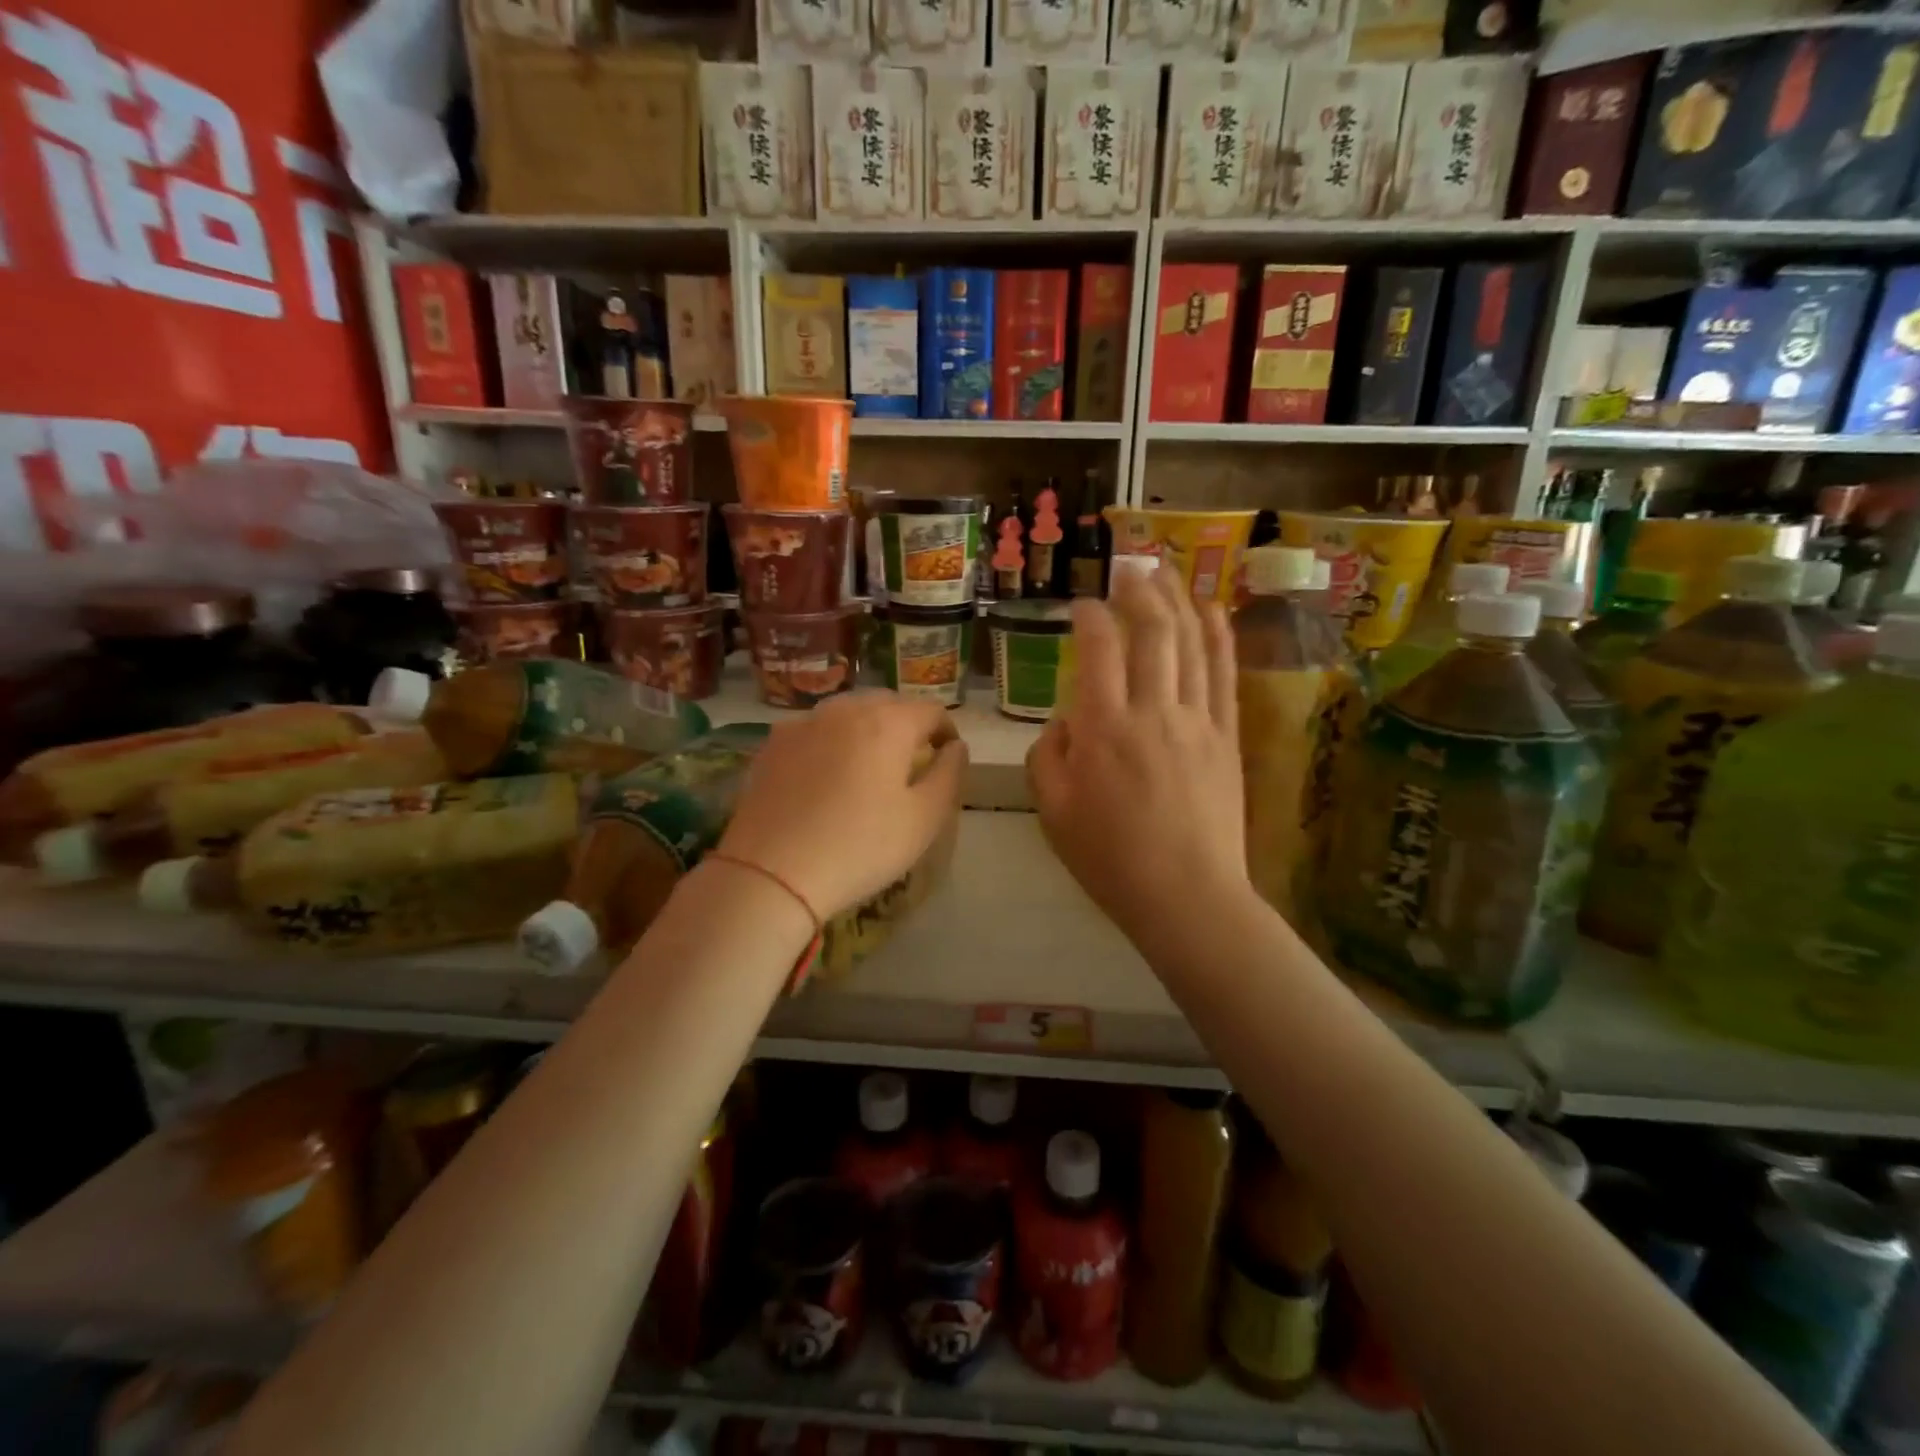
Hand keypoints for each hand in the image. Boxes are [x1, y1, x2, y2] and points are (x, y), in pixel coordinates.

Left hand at [718, 690, 966, 919]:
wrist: (771, 874)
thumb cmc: (860, 847)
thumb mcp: (923, 819)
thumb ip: (949, 774)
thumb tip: (956, 747)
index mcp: (887, 723)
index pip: (930, 710)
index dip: (946, 731)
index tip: (947, 757)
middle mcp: (844, 710)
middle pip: (887, 703)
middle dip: (905, 724)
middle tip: (910, 760)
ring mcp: (802, 724)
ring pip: (846, 712)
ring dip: (866, 728)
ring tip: (868, 764)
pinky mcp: (771, 745)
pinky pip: (813, 730)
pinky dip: (830, 741)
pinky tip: (825, 775)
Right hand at [1027, 565, 1250, 951]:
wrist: (1187, 896)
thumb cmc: (1110, 859)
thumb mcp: (1052, 812)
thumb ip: (1048, 756)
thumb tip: (1066, 722)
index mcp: (1102, 730)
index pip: (1097, 651)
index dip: (1089, 618)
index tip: (1082, 606)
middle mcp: (1152, 712)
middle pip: (1150, 632)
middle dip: (1138, 592)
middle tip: (1128, 568)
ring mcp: (1196, 720)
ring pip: (1189, 643)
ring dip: (1177, 600)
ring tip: (1165, 572)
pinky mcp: (1227, 736)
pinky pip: (1224, 674)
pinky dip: (1218, 635)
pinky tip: (1212, 608)